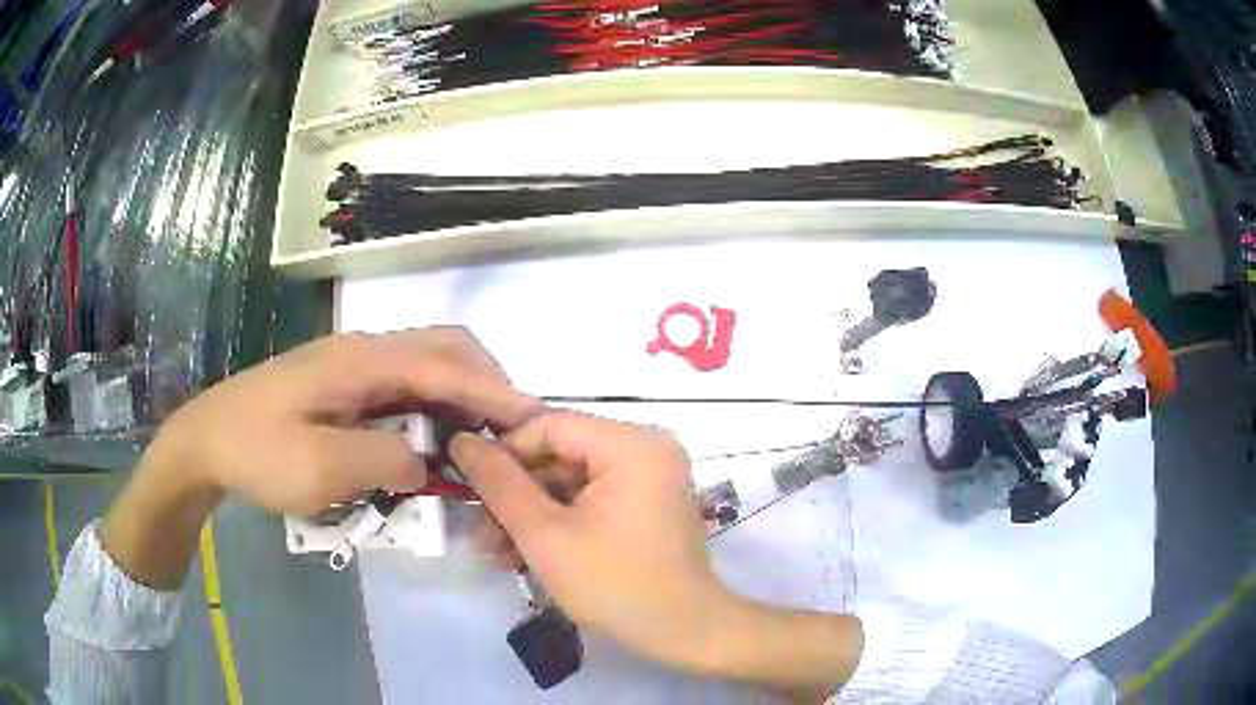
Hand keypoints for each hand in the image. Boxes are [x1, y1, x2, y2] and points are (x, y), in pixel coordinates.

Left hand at [100, 328, 540, 588]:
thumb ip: (384, 459)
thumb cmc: (257, 452)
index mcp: (362, 362)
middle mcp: (365, 349)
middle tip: (509, 431)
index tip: (535, 421)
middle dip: (486, 382)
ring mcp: (353, 362)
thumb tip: (425, 457)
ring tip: (480, 437)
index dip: (495, 393)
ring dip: (461, 392)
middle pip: (445, 347)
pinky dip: (433, 402)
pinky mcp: (343, 380)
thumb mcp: (320, 470)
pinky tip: (433, 436)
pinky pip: (404, 381)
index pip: (446, 366)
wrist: (207, 439)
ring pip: (427, 360)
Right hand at [452, 412, 861, 699]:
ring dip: (531, 516)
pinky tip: (525, 556)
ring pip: (571, 483)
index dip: (504, 452)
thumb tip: (462, 441)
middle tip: (480, 532)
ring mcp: (649, 477)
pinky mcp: (646, 504)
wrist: (684, 633)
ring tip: (496, 553)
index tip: (471, 484)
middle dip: (515, 496)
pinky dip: (559, 524)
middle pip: (560, 456)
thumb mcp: (545, 535)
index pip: (550, 425)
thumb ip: (499, 484)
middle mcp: (646, 448)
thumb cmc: (616, 586)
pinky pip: (591, 501)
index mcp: (632, 444)